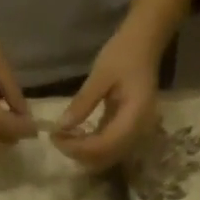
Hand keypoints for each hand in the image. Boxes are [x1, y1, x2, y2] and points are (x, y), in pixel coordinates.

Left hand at [52, 23, 164, 170]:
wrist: (144, 42)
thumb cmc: (124, 53)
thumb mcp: (100, 75)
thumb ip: (82, 103)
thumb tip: (61, 127)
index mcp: (135, 117)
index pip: (104, 146)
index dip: (78, 148)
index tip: (55, 137)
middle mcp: (138, 131)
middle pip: (105, 157)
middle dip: (78, 153)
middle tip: (56, 138)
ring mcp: (134, 133)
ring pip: (106, 156)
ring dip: (83, 152)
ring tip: (63, 136)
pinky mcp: (127, 130)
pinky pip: (108, 147)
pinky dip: (89, 145)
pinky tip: (74, 133)